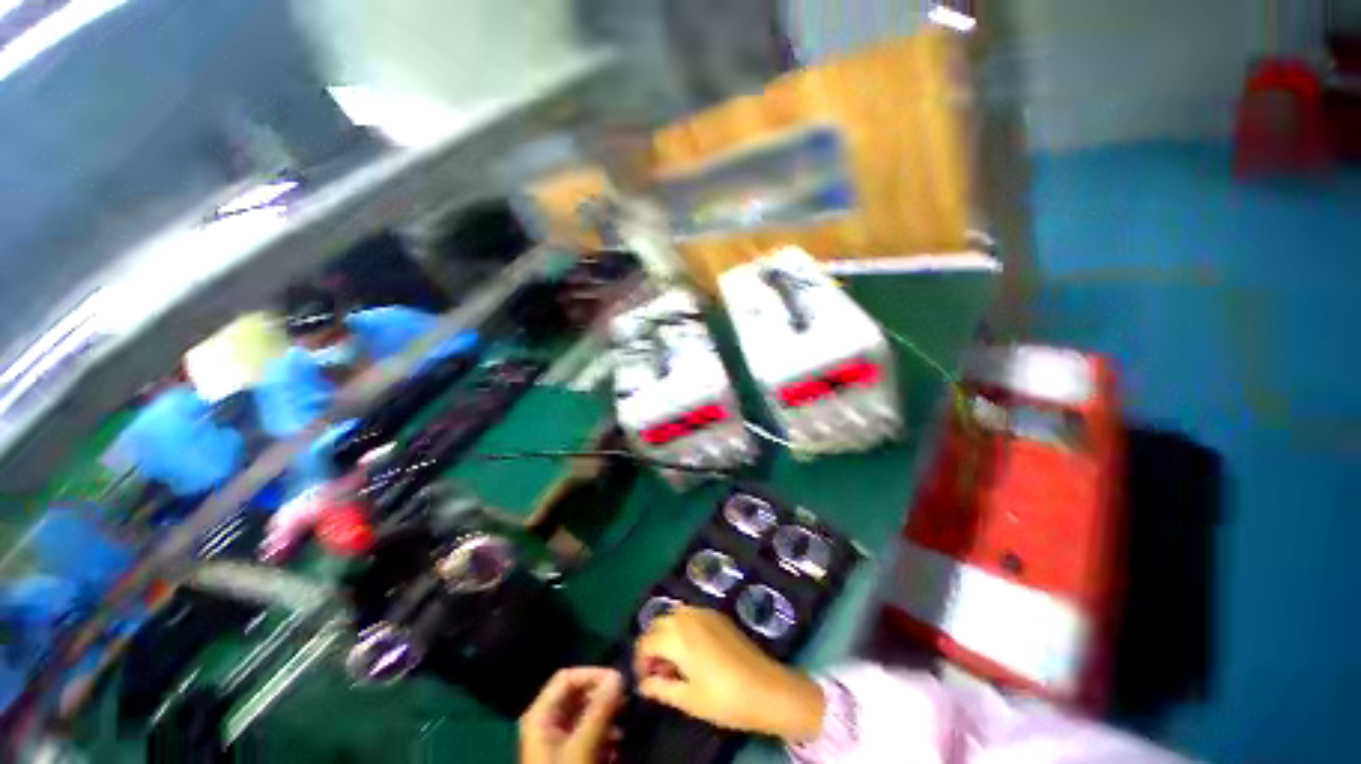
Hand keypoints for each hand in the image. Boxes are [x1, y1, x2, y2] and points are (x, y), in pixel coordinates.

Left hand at [520, 667, 623, 763]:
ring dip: (606, 717)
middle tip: (626, 702)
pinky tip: (618, 746)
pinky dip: (604, 735)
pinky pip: (587, 734)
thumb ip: (599, 710)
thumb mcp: (582, 747)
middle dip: (603, 697)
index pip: (567, 677)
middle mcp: (547, 722)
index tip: (619, 682)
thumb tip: (619, 675)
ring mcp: (557, 740)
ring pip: (585, 714)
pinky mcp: (568, 756)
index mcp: (541, 715)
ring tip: (625, 725)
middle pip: (577, 695)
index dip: (592, 675)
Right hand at [634, 606, 823, 741]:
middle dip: (652, 645)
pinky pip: (691, 615)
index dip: (640, 661)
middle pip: (658, 624)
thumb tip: (643, 684)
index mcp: (677, 636)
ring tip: (675, 663)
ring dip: (667, 635)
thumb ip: (661, 688)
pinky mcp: (718, 615)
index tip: (644, 680)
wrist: (767, 688)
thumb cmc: (725, 699)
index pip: (646, 641)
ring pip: (674, 616)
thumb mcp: (689, 699)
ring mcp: (705, 612)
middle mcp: (688, 616)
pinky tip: (692, 651)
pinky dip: (683, 628)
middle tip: (659, 673)